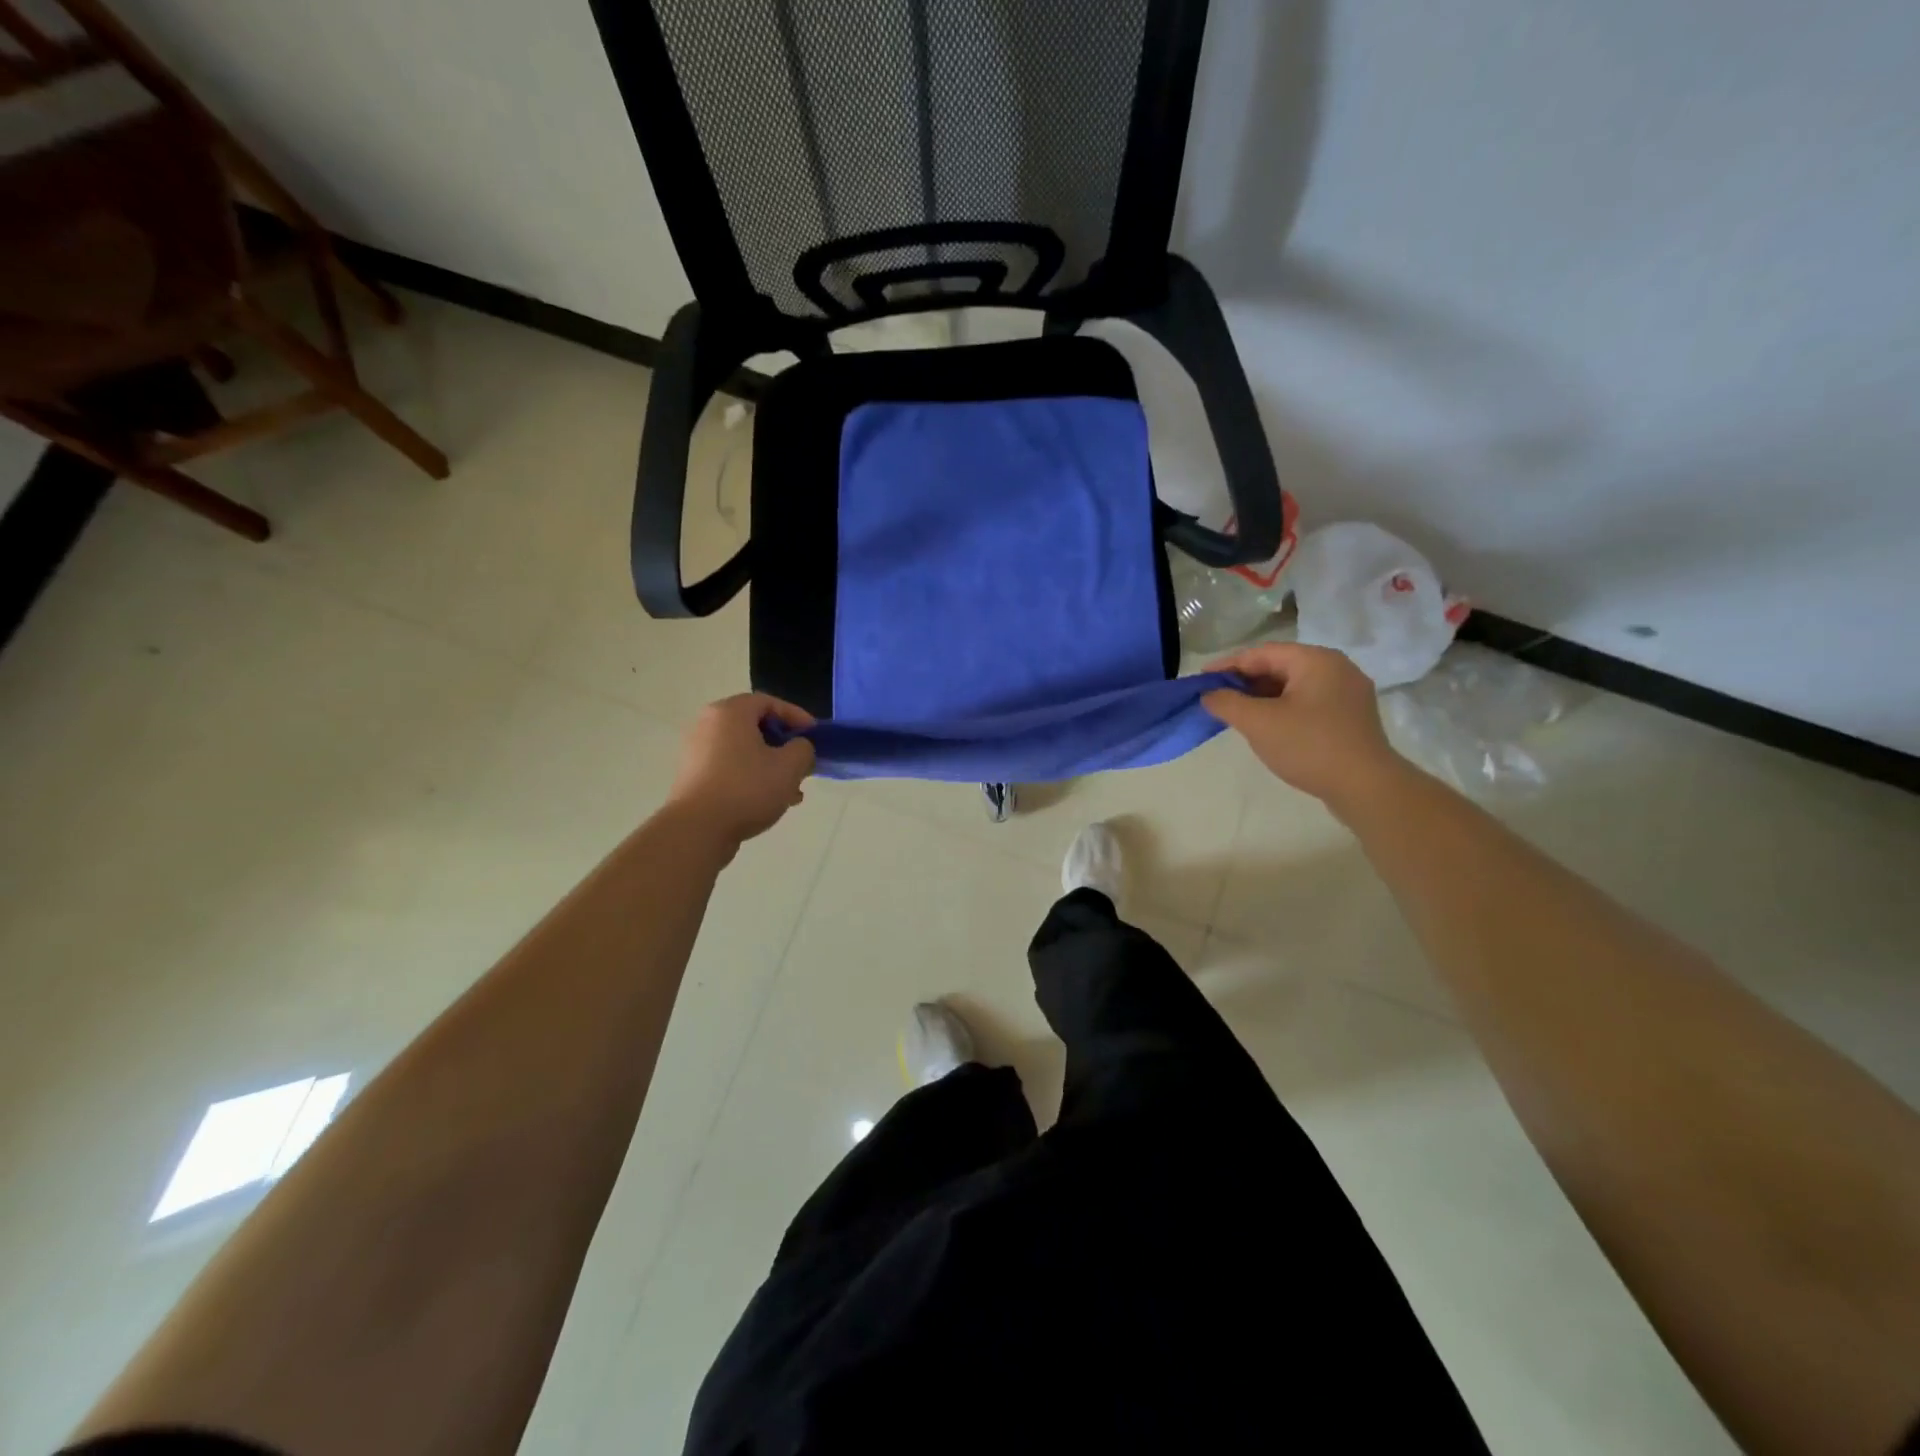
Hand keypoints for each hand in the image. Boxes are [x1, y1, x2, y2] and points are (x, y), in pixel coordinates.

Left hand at [667, 694, 815, 845]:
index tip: (815, 736)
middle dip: (784, 746)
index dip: (797, 716)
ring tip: (791, 791)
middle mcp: (709, 724)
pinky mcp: (693, 776)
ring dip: (771, 766)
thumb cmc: (747, 788)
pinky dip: (751, 777)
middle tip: (803, 764)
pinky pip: (730, 767)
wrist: (698, 829)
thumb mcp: (790, 766)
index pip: (769, 702)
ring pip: (744, 750)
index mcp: (730, 712)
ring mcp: (697, 751)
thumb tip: (798, 748)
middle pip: (755, 727)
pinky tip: (768, 802)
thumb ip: (803, 749)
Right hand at [1202, 643, 1406, 811]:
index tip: (1200, 681)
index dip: (1227, 665)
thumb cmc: (1309, 746)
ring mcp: (1347, 693)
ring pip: (1293, 686)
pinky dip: (1282, 709)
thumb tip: (1208, 695)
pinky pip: (1308, 702)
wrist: (1366, 787)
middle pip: (1279, 666)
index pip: (1261, 653)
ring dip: (1262, 697)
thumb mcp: (1259, 723)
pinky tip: (1267, 726)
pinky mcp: (1351, 717)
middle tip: (1216, 698)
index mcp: (1315, 660)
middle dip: (1244, 682)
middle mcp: (1336, 668)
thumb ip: (1227, 703)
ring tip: (1237, 714)